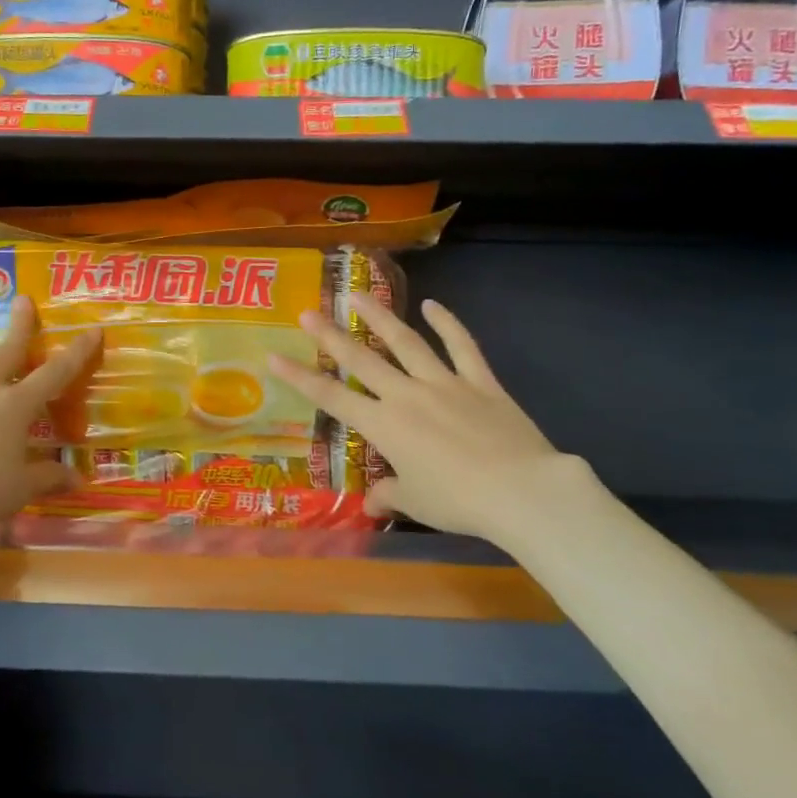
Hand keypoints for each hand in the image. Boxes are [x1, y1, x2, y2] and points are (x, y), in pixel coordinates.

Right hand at [269, 294, 597, 544]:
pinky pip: (462, 346)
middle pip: (362, 359)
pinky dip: (447, 323)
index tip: (274, 356)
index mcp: (385, 425)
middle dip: (331, 335)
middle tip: (308, 311)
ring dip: (380, 316)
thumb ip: (389, 495)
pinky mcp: (480, 381)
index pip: (332, 398)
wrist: (521, 490)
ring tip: (358, 294)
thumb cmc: (459, 501)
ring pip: (406, 342)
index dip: (300, 377)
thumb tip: (371, 502)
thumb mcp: (416, 502)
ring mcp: (445, 383)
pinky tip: (432, 305)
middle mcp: (407, 395)